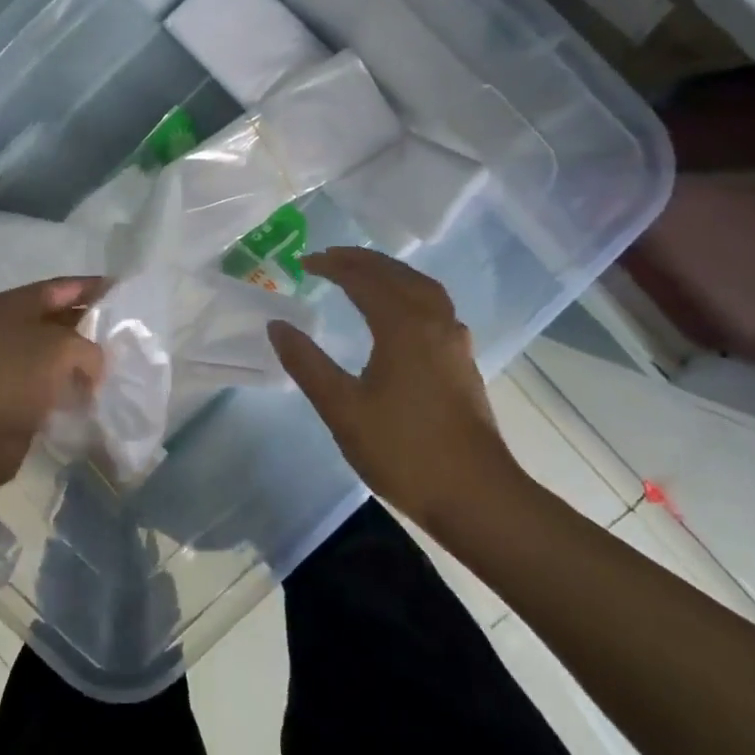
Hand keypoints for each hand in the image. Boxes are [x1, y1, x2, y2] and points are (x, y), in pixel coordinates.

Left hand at [0, 276, 106, 494]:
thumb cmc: (12, 376)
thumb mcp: (61, 348)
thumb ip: (89, 347)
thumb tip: (94, 365)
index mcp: (12, 305)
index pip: (60, 287)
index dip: (93, 287)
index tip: (125, 292)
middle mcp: (6, 329)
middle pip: (57, 320)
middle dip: (90, 327)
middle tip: (127, 335)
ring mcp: (5, 364)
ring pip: (53, 356)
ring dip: (81, 363)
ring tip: (116, 369)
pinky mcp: (9, 398)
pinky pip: (47, 386)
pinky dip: (68, 389)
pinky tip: (92, 397)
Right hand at [268, 247, 526, 531]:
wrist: (477, 497)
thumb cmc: (404, 451)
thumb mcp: (342, 409)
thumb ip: (307, 363)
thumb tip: (277, 326)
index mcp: (403, 325)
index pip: (363, 279)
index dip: (332, 266)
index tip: (304, 263)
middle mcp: (433, 321)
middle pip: (396, 274)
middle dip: (361, 261)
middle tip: (329, 258)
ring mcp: (454, 341)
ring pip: (421, 287)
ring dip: (389, 272)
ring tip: (362, 274)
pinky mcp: (463, 361)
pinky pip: (434, 305)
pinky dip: (408, 292)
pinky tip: (399, 312)